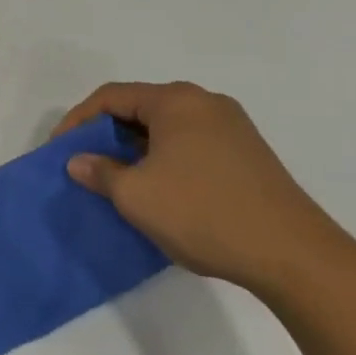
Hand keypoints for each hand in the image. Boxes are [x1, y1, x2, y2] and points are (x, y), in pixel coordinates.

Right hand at [54, 81, 355, 300]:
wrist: (295, 256)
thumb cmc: (204, 213)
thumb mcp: (136, 196)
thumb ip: (100, 172)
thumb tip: (78, 161)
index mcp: (176, 101)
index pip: (111, 97)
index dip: (77, 121)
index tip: (60, 151)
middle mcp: (205, 103)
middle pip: (140, 108)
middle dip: (107, 134)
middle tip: (86, 164)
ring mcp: (232, 128)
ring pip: (166, 128)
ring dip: (136, 149)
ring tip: (119, 180)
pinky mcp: (249, 155)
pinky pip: (190, 144)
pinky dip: (164, 159)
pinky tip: (160, 190)